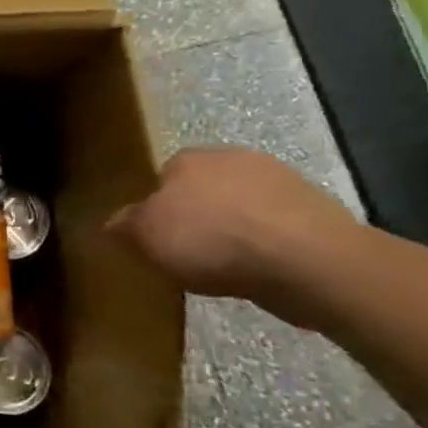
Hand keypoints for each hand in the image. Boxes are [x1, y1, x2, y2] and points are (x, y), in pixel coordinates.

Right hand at [107, 147, 356, 302]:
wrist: (308, 260)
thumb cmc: (212, 240)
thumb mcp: (146, 236)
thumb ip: (125, 225)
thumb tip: (111, 222)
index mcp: (188, 158)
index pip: (162, 177)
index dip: (157, 208)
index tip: (158, 237)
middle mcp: (233, 157)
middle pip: (203, 189)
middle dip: (197, 215)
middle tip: (189, 252)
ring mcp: (280, 180)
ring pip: (241, 206)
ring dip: (234, 230)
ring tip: (226, 267)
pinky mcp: (316, 209)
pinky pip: (275, 226)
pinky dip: (266, 244)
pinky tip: (260, 270)